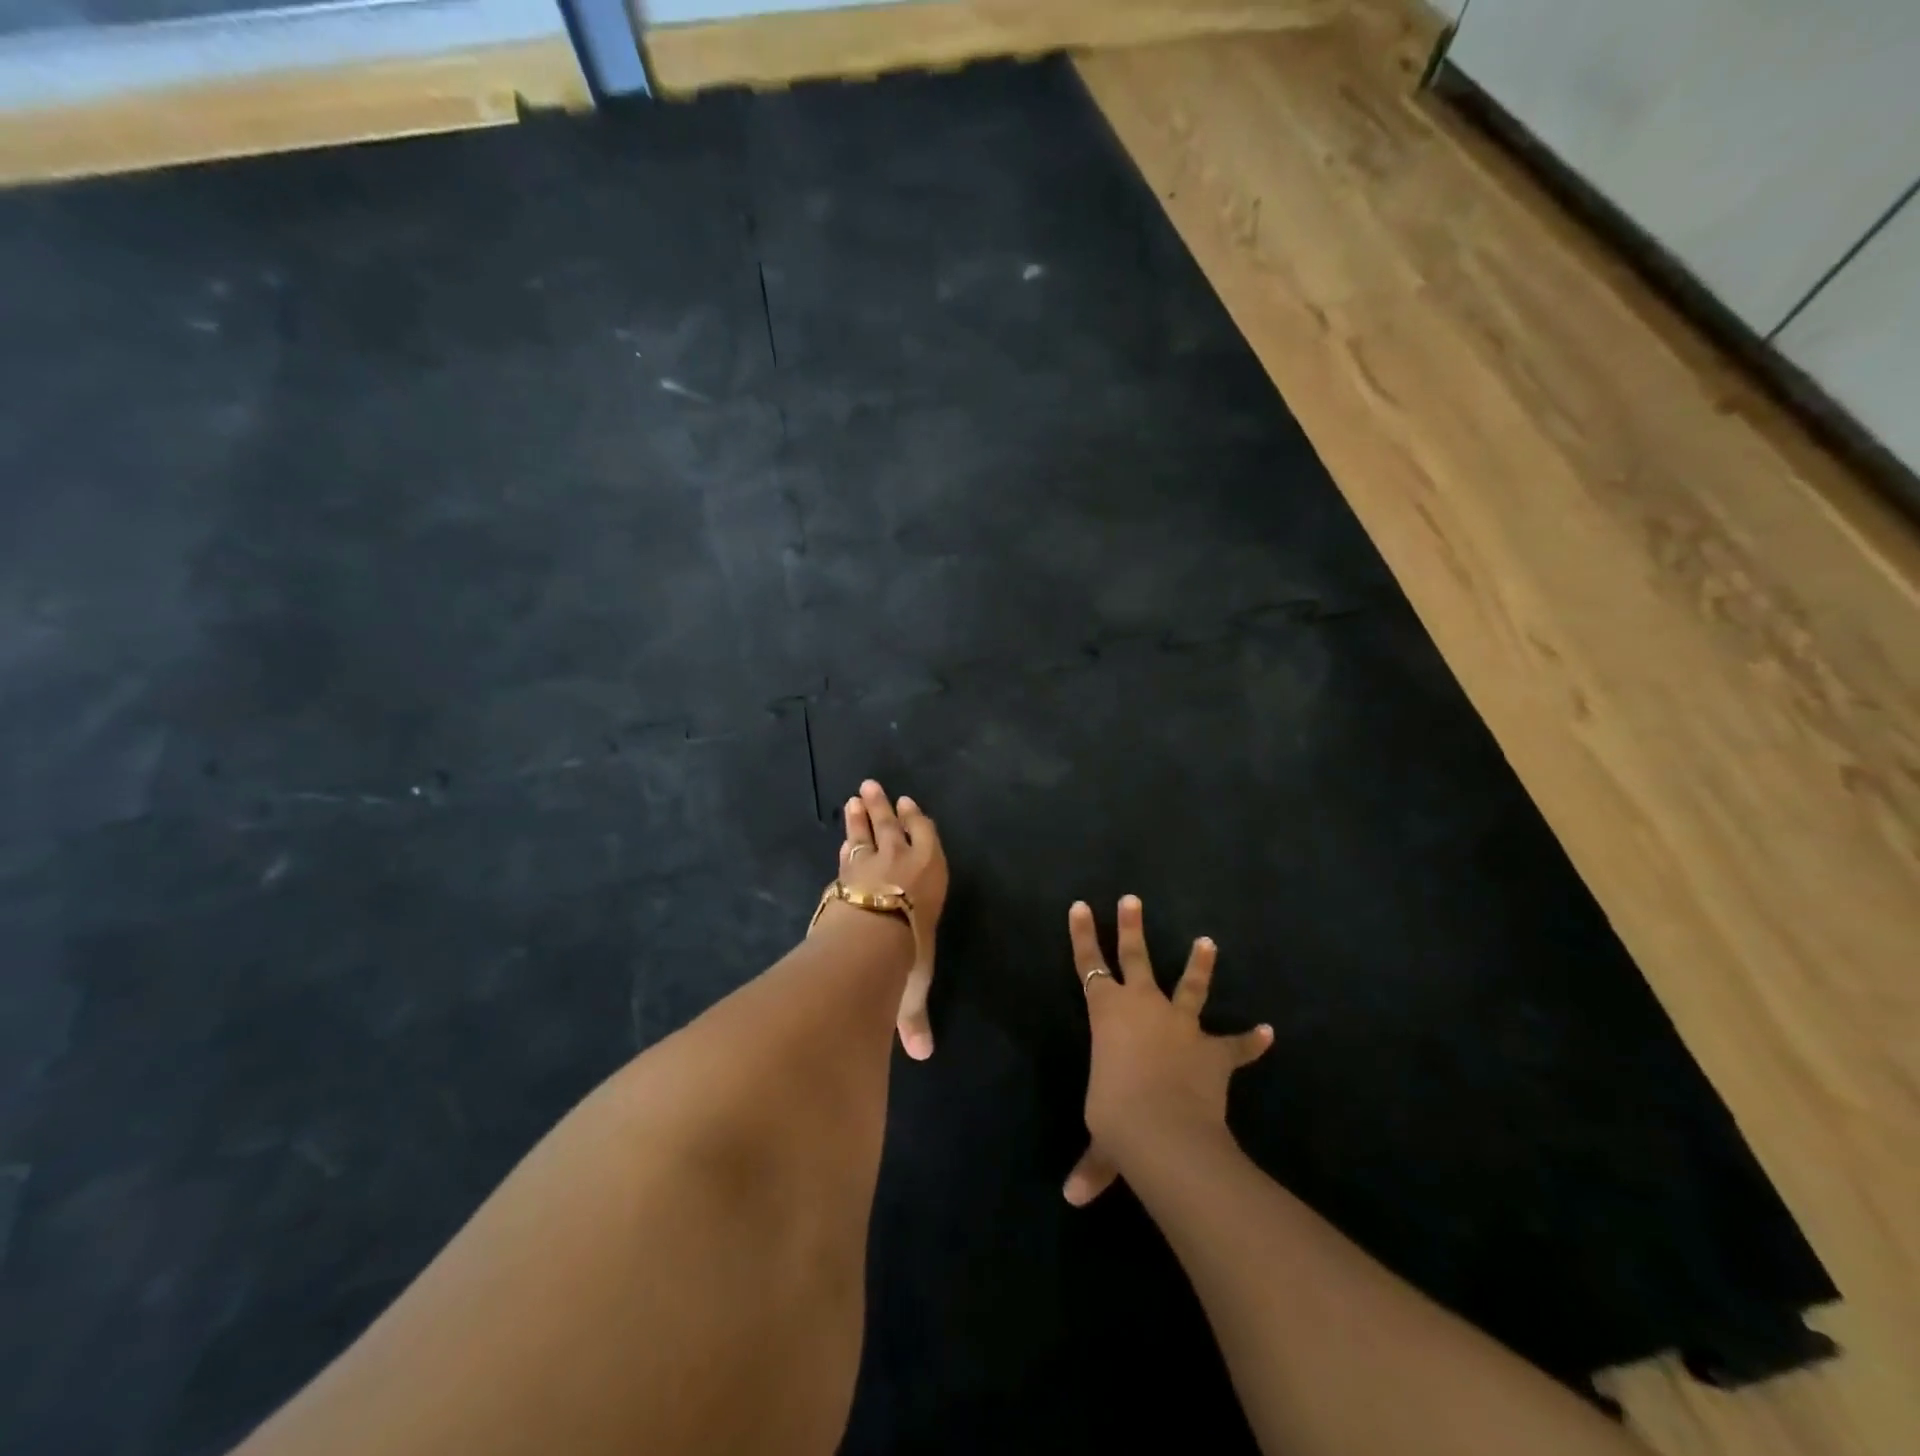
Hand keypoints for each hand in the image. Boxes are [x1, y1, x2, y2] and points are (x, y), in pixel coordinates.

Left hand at [837, 779, 947, 1060]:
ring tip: (856, 796)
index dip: (917, 823)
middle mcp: (903, 863)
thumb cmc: (907, 955)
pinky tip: (841, 834)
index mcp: (929, 880)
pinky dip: (845, 839)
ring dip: (862, 814)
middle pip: (893, 827)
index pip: (926, 841)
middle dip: (884, 809)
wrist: (871, 939)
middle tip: (873, 787)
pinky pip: (847, 850)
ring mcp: (870, 864)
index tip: (909, 804)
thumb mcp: (914, 987)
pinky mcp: (844, 873)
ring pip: (867, 832)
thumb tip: (922, 1055)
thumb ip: (913, 1017)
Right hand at [1063, 895, 1271, 1205]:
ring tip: (1208, 941)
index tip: (1080, 905)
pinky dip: (1251, 1040)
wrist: (1164, 1128)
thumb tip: (1073, 1198)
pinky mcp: (1212, 1050)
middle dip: (1131, 927)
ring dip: (1199, 965)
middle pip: (1134, 956)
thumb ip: (1093, 1164)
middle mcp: (1142, 1006)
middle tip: (1133, 899)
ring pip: (1188, 985)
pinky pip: (1235, 1044)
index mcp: (1107, 1013)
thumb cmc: (1117, 1117)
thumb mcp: (1102, 1140)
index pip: (1087, 965)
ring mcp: (1180, 1024)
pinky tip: (1267, 1032)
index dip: (1081, 935)